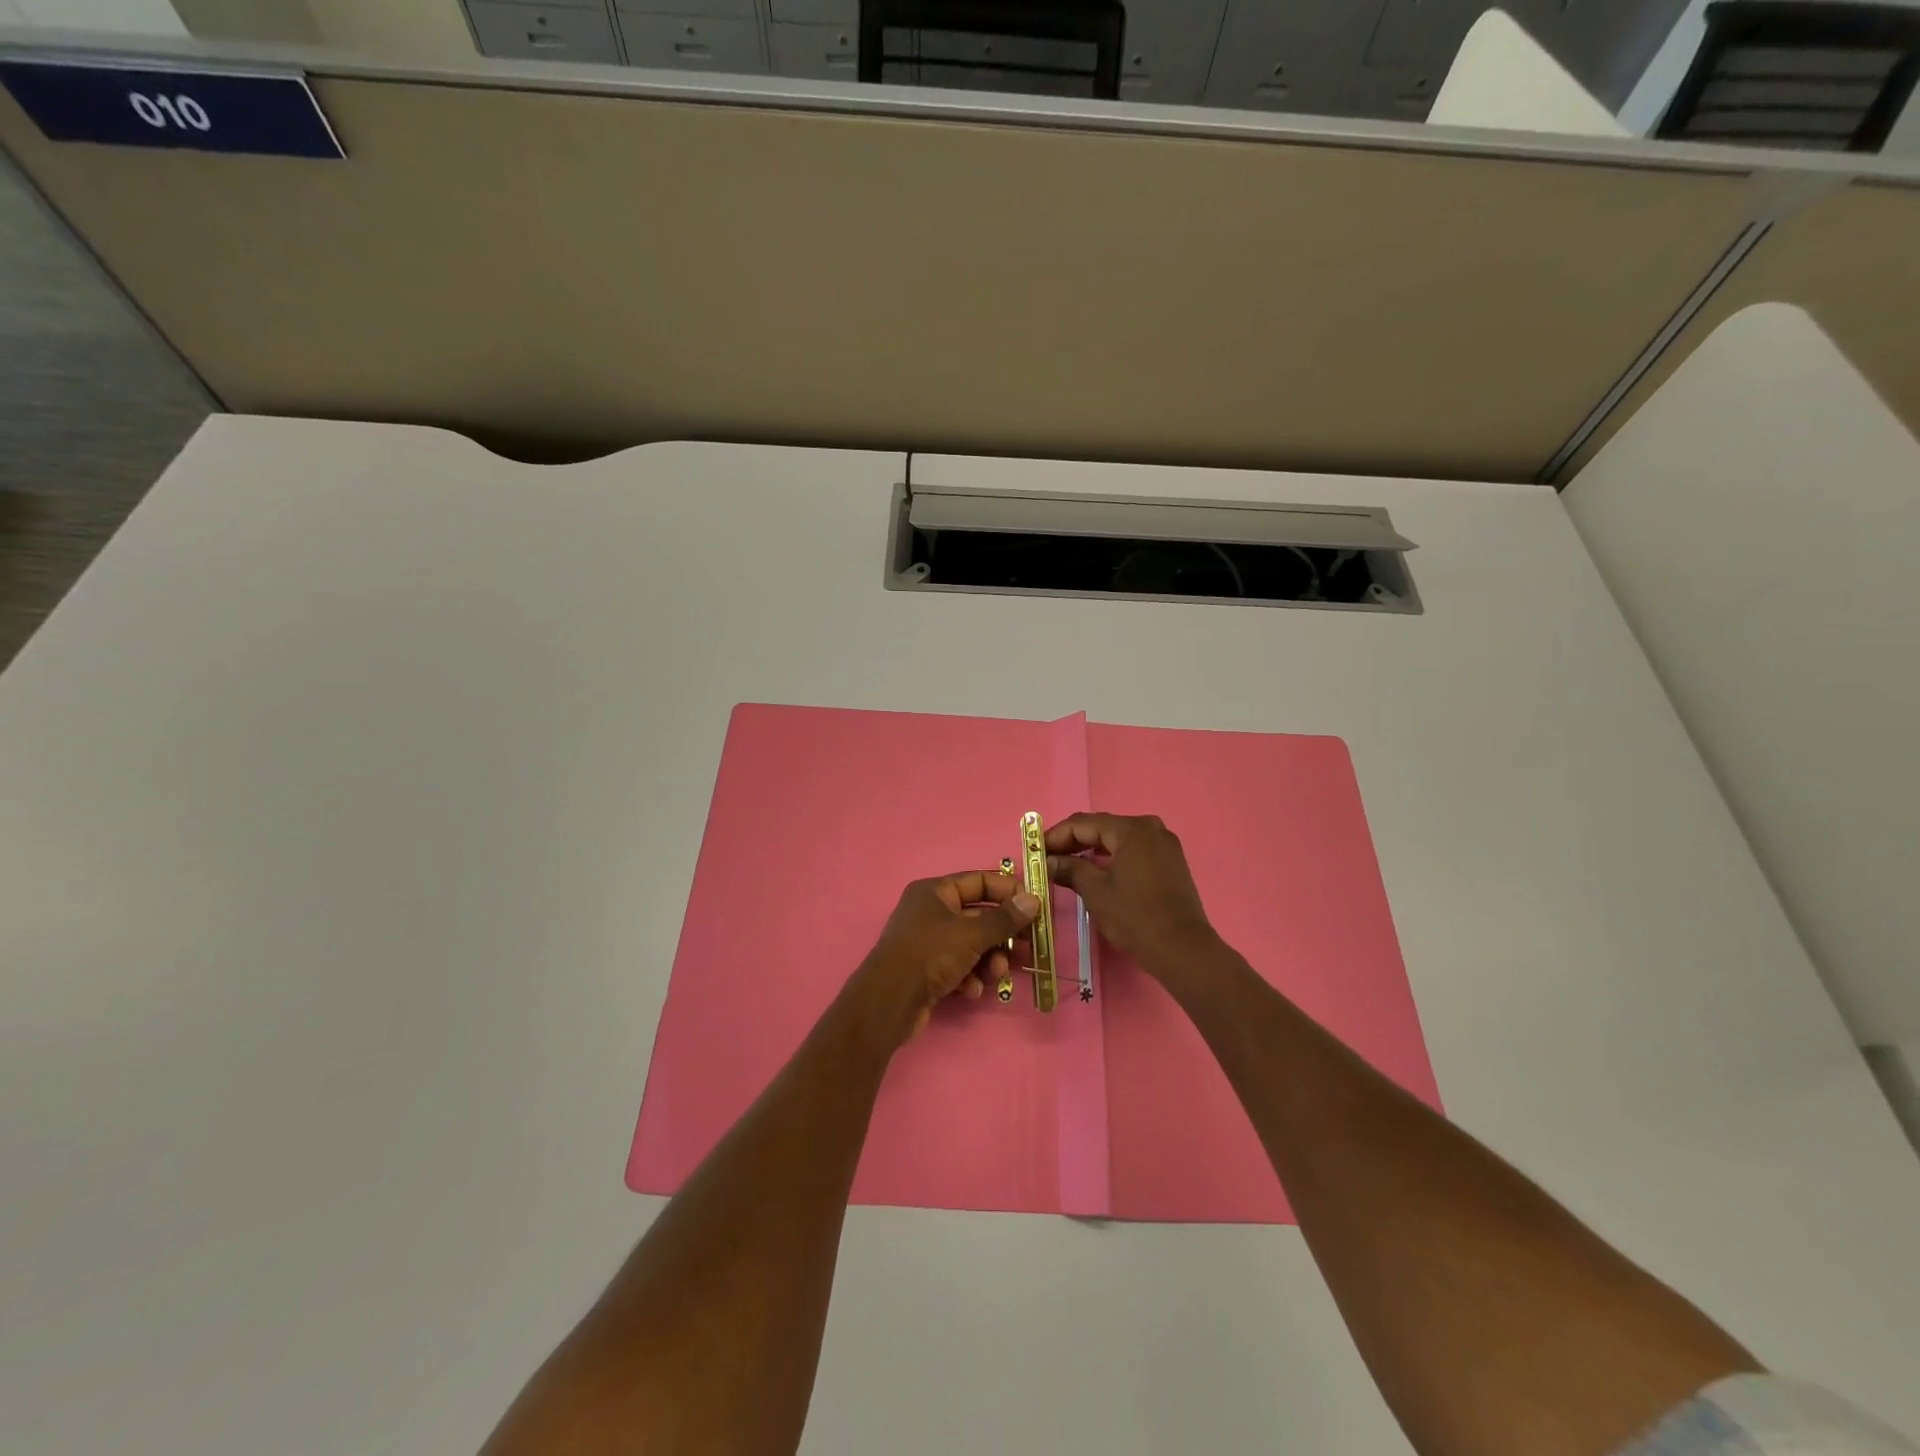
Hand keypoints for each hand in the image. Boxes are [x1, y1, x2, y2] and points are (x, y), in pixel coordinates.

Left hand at [854, 870, 1038, 1041]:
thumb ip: (1005, 918)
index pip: (979, 881)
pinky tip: (973, 990)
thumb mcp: (972, 934)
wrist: (889, 1001)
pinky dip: (971, 977)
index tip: (1034, 906)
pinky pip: (959, 966)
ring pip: (972, 945)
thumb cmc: (930, 954)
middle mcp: (930, 912)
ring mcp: (928, 942)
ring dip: (990, 959)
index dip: (1008, 891)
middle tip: (1027, 946)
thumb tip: (1034, 899)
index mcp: (935, 892)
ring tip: (998, 973)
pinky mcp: (928, 970)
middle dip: (1003, 934)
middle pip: (979, 916)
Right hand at [1047, 813, 1215, 971]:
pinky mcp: (1170, 861)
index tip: (1035, 851)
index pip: (1083, 823)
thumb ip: (1070, 869)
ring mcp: (1164, 844)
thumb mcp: (1096, 892)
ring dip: (1091, 850)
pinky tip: (1095, 871)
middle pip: (1101, 827)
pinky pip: (1133, 850)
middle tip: (1048, 859)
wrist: (1183, 950)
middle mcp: (1150, 828)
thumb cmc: (1135, 918)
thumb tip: (1048, 862)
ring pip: (1117, 839)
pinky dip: (1112, 857)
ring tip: (1066, 866)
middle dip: (1072, 842)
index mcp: (1131, 829)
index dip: (1055, 835)